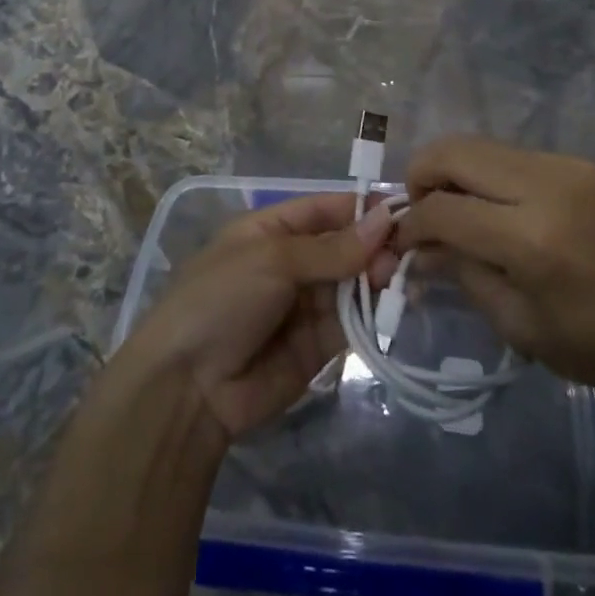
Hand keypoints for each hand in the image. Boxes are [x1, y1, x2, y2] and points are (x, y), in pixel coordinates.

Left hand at [119, 194, 396, 441]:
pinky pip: (352, 322)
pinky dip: (373, 314)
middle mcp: (292, 262)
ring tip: (402, 280)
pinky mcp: (318, 345)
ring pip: (353, 283)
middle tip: (406, 253)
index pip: (325, 209)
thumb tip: (384, 220)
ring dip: (378, 279)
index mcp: (272, 229)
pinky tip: (394, 307)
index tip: (403, 209)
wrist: (188, 387)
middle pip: (344, 246)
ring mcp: (305, 305)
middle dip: (374, 246)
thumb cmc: (222, 299)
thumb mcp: (273, 260)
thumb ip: (331, 248)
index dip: (362, 208)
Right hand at [395, 136, 594, 416]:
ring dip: (453, 170)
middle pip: (455, 152)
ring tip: (451, 207)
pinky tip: (491, 205)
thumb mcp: (517, 324)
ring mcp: (567, 167)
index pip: (445, 209)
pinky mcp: (580, 163)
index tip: (402, 239)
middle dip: (422, 175)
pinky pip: (512, 155)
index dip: (412, 222)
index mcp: (532, 239)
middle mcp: (548, 186)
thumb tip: (419, 246)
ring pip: (481, 144)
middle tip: (419, 210)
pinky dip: (486, 173)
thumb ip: (462, 273)